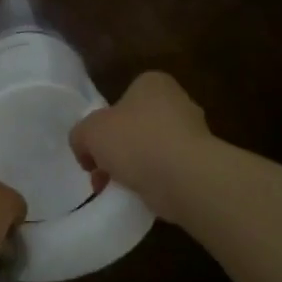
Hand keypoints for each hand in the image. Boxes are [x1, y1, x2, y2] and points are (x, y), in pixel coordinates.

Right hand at [69, 71, 212, 224]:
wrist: (186, 179)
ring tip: (116, 190)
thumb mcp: (89, 131)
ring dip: (133, 169)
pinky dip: (153, 184)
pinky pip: (168, 172)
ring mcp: (194, 135)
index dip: (103, 123)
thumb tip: (86, 151)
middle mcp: (178, 103)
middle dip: (117, 150)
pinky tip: (139, 197)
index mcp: (153, 83)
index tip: (94, 147)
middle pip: (136, 126)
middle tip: (101, 172)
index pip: (122, 98)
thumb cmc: (136, 141)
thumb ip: (80, 136)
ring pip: (152, 151)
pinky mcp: (202, 165)